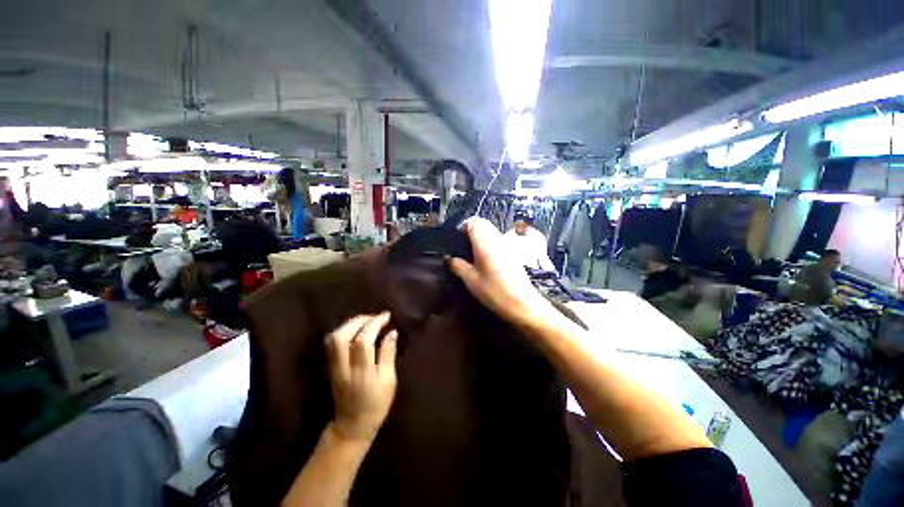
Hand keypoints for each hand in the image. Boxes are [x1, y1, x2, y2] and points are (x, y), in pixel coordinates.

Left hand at [326, 312, 397, 442]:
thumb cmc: (376, 405)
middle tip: (376, 317)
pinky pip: (331, 344)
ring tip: (366, 322)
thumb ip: (388, 355)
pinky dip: (343, 331)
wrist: (351, 427)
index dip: (374, 324)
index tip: (387, 316)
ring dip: (350, 324)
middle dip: (360, 320)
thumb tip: (392, 333)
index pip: (363, 340)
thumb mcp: (389, 381)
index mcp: (361, 371)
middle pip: (342, 335)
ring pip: (333, 338)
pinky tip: (355, 331)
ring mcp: (333, 367)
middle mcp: (343, 366)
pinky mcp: (330, 367)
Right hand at [448, 218, 556, 329]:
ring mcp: (506, 244)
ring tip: (472, 253)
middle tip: (463, 246)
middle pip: (483, 223)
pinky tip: (485, 259)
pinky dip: (488, 243)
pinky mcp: (512, 251)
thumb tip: (449, 258)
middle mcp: (496, 238)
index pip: (473, 222)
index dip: (462, 227)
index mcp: (485, 242)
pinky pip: (497, 239)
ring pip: (491, 230)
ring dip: (480, 236)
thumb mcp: (471, 280)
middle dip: (471, 230)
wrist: (522, 302)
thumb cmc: (494, 291)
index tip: (455, 240)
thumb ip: (458, 266)